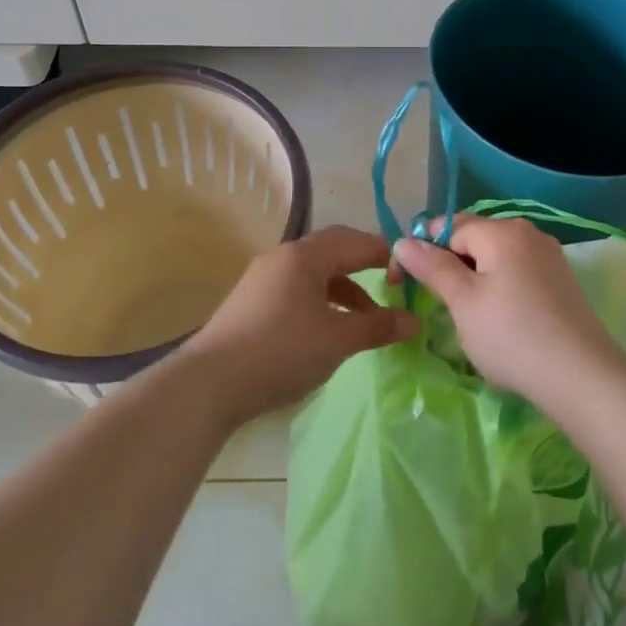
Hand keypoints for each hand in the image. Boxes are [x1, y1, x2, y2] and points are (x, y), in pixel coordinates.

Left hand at [177, 225, 416, 427]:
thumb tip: (416, 321)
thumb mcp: (337, 340)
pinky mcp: (253, 301)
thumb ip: (378, 327)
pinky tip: (330, 327)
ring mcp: (264, 278)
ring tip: (367, 319)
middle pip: (334, 250)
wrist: (210, 383)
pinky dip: (322, 300)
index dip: (388, 256)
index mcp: (305, 256)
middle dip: (366, 266)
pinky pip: (298, 288)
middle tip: (393, 287)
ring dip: (345, 289)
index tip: (413, 276)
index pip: (356, 242)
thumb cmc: (281, 351)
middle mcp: (283, 257)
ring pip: (315, 272)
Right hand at [391, 216, 622, 409]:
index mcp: (502, 230)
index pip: (448, 226)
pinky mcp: (561, 281)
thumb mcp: (462, 301)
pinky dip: (500, 288)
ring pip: (496, 257)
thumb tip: (402, 241)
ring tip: (469, 316)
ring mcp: (549, 256)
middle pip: (474, 238)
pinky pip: (517, 272)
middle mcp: (528, 233)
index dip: (423, 250)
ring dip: (474, 278)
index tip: (406, 283)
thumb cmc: (511, 335)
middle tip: (440, 304)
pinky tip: (500, 320)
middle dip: (450, 264)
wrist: (581, 377)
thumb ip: (432, 267)